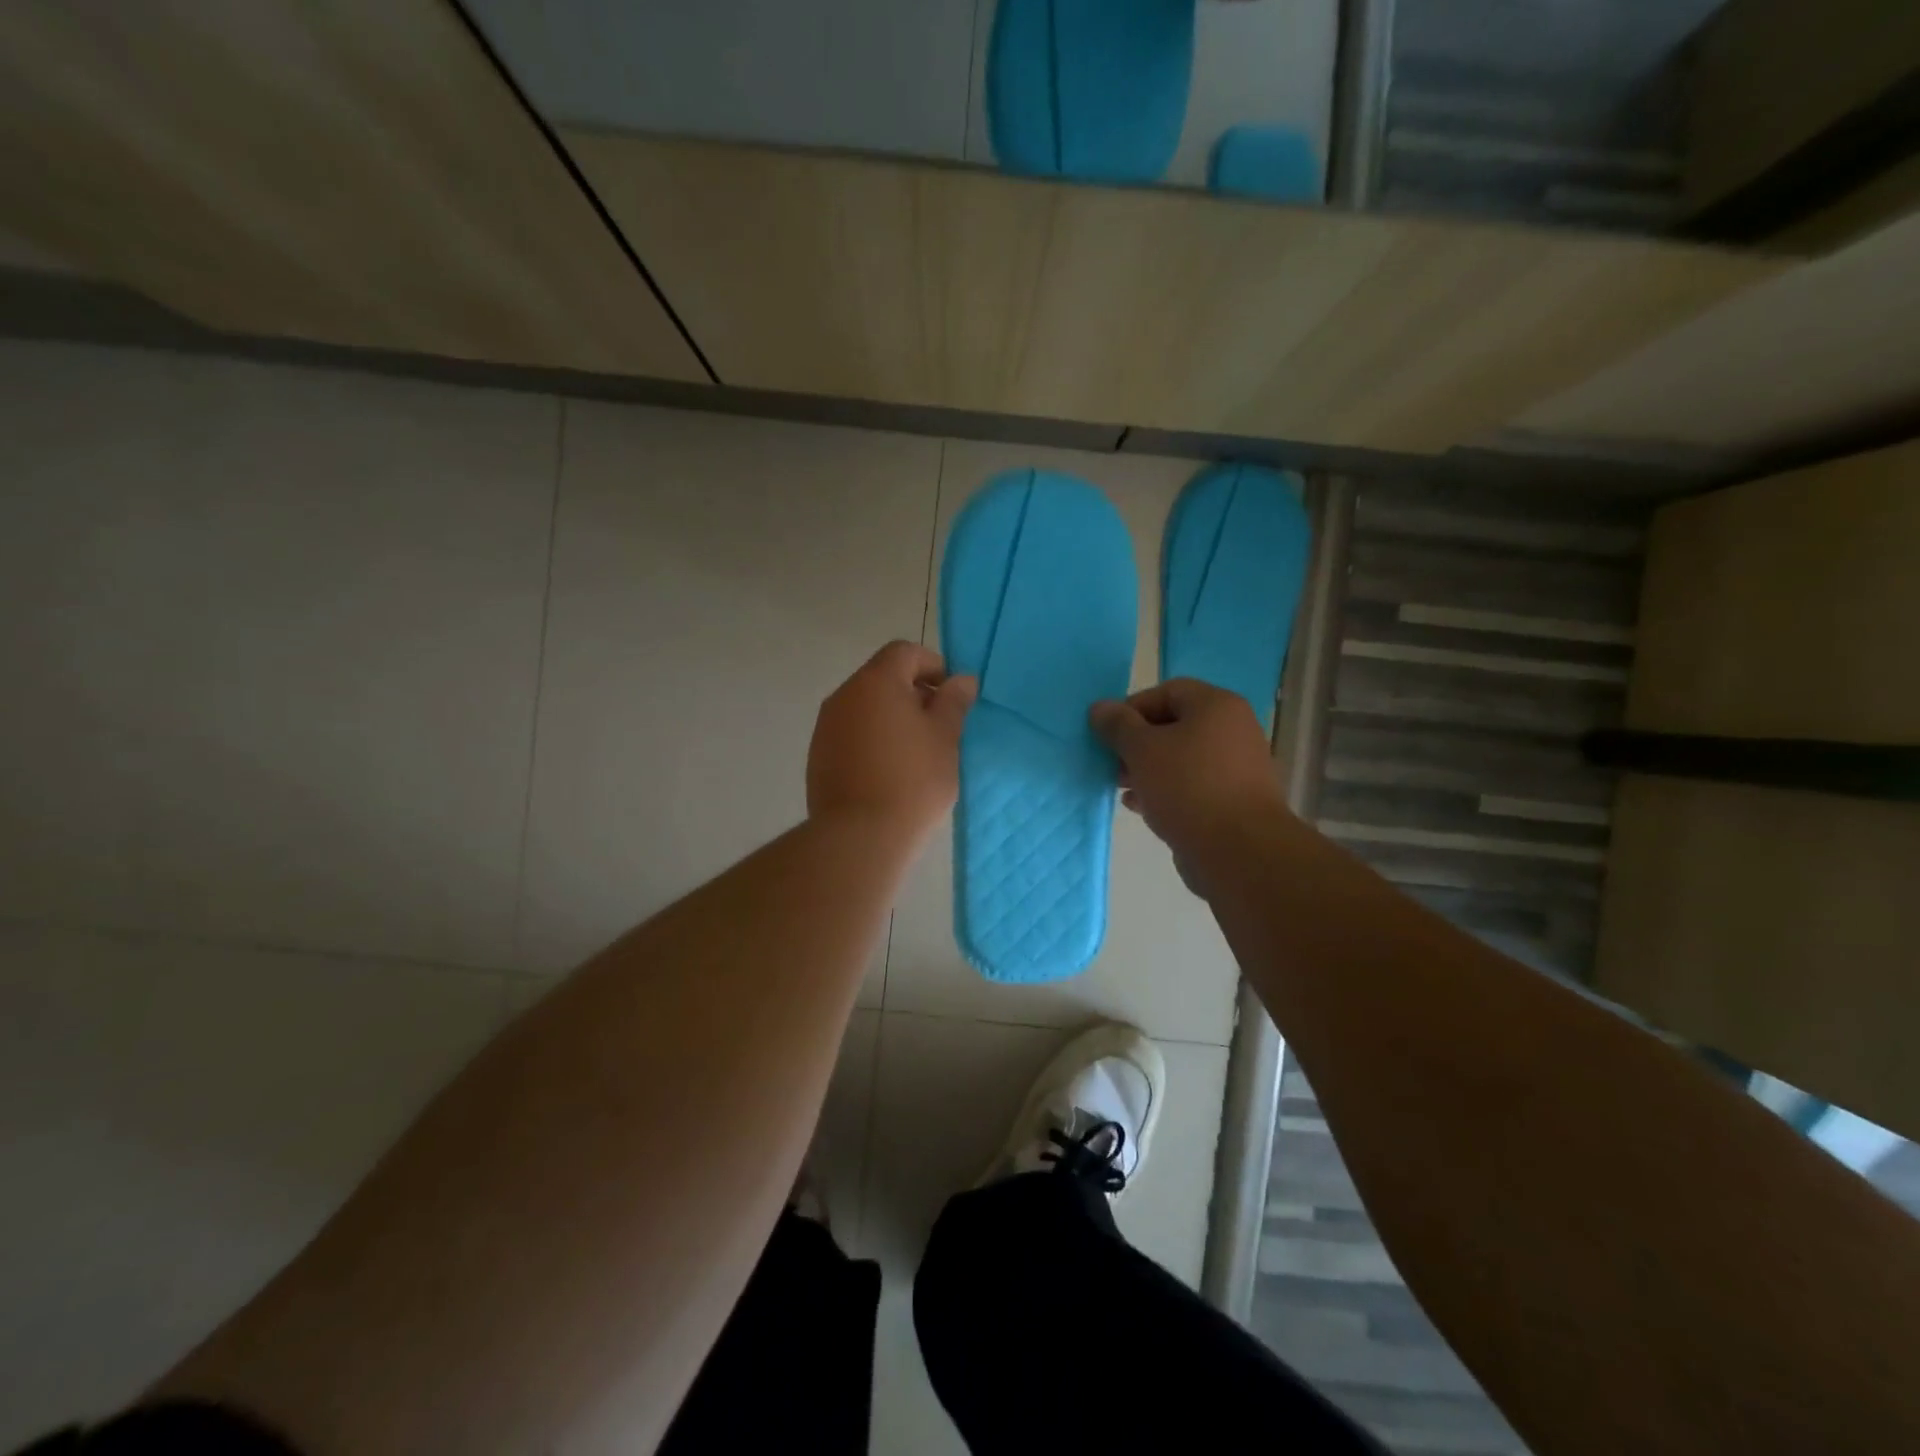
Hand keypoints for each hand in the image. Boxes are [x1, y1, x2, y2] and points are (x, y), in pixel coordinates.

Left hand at [807, 641, 976, 841]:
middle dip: (913, 693)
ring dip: (891, 718)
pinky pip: (851, 734)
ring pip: (865, 708)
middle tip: (939, 727)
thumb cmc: (913, 779)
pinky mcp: (818, 756)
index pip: (905, 652)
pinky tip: (889, 772)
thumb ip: (953, 702)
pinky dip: (872, 740)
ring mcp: (826, 727)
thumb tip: (962, 679)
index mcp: (876, 682)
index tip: (951, 696)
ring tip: (916, 753)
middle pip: (882, 678)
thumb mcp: (945, 737)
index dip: (933, 666)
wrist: (860, 835)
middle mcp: (844, 695)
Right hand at [1090, 680, 1286, 864]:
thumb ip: (1118, 725)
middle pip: (1174, 725)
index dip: (1132, 708)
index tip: (1107, 734)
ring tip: (1122, 788)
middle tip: (1112, 763)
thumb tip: (1099, 707)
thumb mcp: (1142, 750)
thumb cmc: (1187, 787)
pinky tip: (1140, 806)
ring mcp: (1236, 767)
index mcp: (1216, 706)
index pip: (1167, 691)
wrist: (1238, 850)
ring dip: (1147, 769)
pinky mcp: (1233, 800)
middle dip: (1137, 743)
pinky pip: (1192, 785)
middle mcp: (1233, 729)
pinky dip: (1165, 790)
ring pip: (1181, 758)